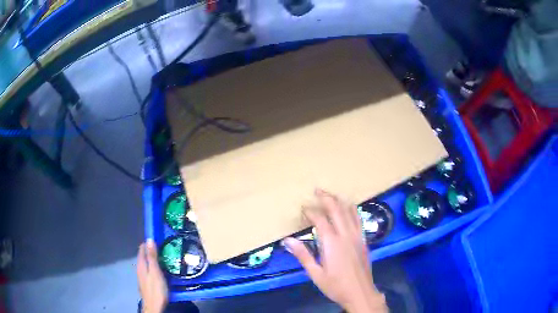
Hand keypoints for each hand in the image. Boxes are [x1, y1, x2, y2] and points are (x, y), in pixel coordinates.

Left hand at [137, 239, 167, 312]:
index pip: (142, 248)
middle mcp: (140, 268)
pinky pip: (150, 271)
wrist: (154, 306)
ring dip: (154, 260)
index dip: (149, 243)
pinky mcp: (147, 283)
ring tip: (166, 258)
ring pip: (147, 264)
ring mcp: (143, 276)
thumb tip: (149, 239)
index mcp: (141, 264)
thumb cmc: (156, 289)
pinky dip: (155, 267)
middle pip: (144, 256)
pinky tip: (163, 271)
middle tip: (165, 249)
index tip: (159, 239)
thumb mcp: (155, 272)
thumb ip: (152, 257)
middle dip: (152, 251)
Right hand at [283, 189, 386, 312]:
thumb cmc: (335, 285)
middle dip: (326, 197)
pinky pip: (358, 218)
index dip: (310, 211)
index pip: (320, 219)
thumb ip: (303, 255)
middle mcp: (346, 234)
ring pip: (349, 210)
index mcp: (332, 242)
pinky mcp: (364, 239)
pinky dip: (352, 209)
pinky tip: (348, 207)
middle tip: (317, 190)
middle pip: (336, 209)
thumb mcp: (315, 274)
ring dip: (339, 200)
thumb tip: (288, 240)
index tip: (303, 207)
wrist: (360, 292)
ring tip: (330, 195)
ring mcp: (357, 235)